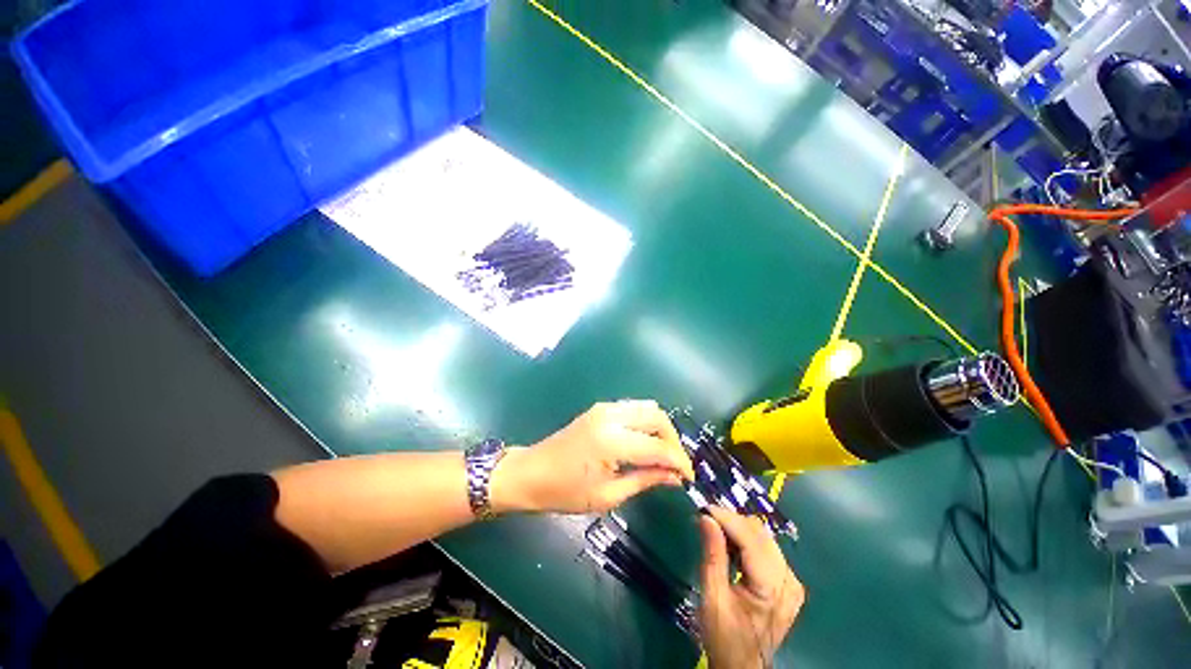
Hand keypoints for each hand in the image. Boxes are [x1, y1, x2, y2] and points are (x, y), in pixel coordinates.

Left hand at [492, 400, 693, 513]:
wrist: (531, 472)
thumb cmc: (565, 492)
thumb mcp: (608, 495)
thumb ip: (645, 480)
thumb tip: (676, 476)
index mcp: (612, 441)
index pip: (659, 446)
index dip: (679, 462)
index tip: (689, 478)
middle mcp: (611, 416)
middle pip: (658, 416)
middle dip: (673, 440)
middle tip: (676, 465)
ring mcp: (605, 408)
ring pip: (648, 407)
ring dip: (661, 429)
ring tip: (662, 454)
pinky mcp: (600, 408)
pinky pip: (634, 408)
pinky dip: (646, 422)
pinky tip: (644, 442)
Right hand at [699, 507, 803, 668]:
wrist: (742, 667)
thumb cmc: (725, 636)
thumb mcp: (713, 598)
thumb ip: (712, 555)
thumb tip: (706, 517)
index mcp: (773, 587)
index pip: (751, 538)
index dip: (727, 518)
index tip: (703, 507)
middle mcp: (788, 579)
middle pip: (760, 534)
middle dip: (731, 521)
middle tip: (706, 519)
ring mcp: (791, 581)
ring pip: (763, 537)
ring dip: (738, 529)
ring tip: (714, 529)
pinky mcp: (787, 582)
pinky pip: (765, 549)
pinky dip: (745, 541)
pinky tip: (729, 544)